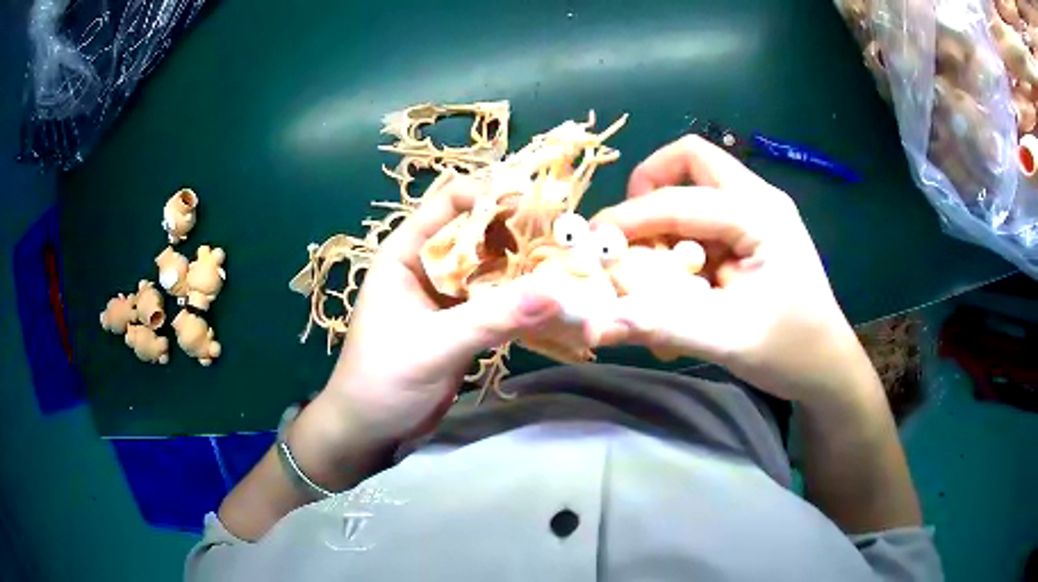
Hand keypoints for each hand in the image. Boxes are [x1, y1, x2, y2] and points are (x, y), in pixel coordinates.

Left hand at [314, 173, 560, 446]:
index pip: (448, 204)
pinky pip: (497, 300)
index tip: (537, 201)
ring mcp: (446, 297)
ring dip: (525, 266)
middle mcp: (427, 267)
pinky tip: (553, 301)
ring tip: (568, 265)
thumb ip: (491, 318)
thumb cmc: (382, 381)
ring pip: (491, 267)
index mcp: (404, 254)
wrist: (370, 431)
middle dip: (517, 231)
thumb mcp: (433, 345)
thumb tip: (555, 292)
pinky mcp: (462, 324)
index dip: (490, 194)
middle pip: (477, 232)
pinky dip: (522, 299)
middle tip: (566, 235)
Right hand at [593, 136, 875, 404]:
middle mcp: (759, 200)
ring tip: (653, 268)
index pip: (679, 199)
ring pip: (695, 185)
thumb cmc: (791, 351)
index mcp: (760, 216)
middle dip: (649, 187)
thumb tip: (596, 327)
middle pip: (691, 159)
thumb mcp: (728, 340)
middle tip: (628, 231)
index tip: (591, 245)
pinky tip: (680, 282)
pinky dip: (681, 240)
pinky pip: (705, 217)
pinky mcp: (754, 232)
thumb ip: (663, 326)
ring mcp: (758, 213)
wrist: (827, 367)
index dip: (629, 217)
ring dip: (664, 218)